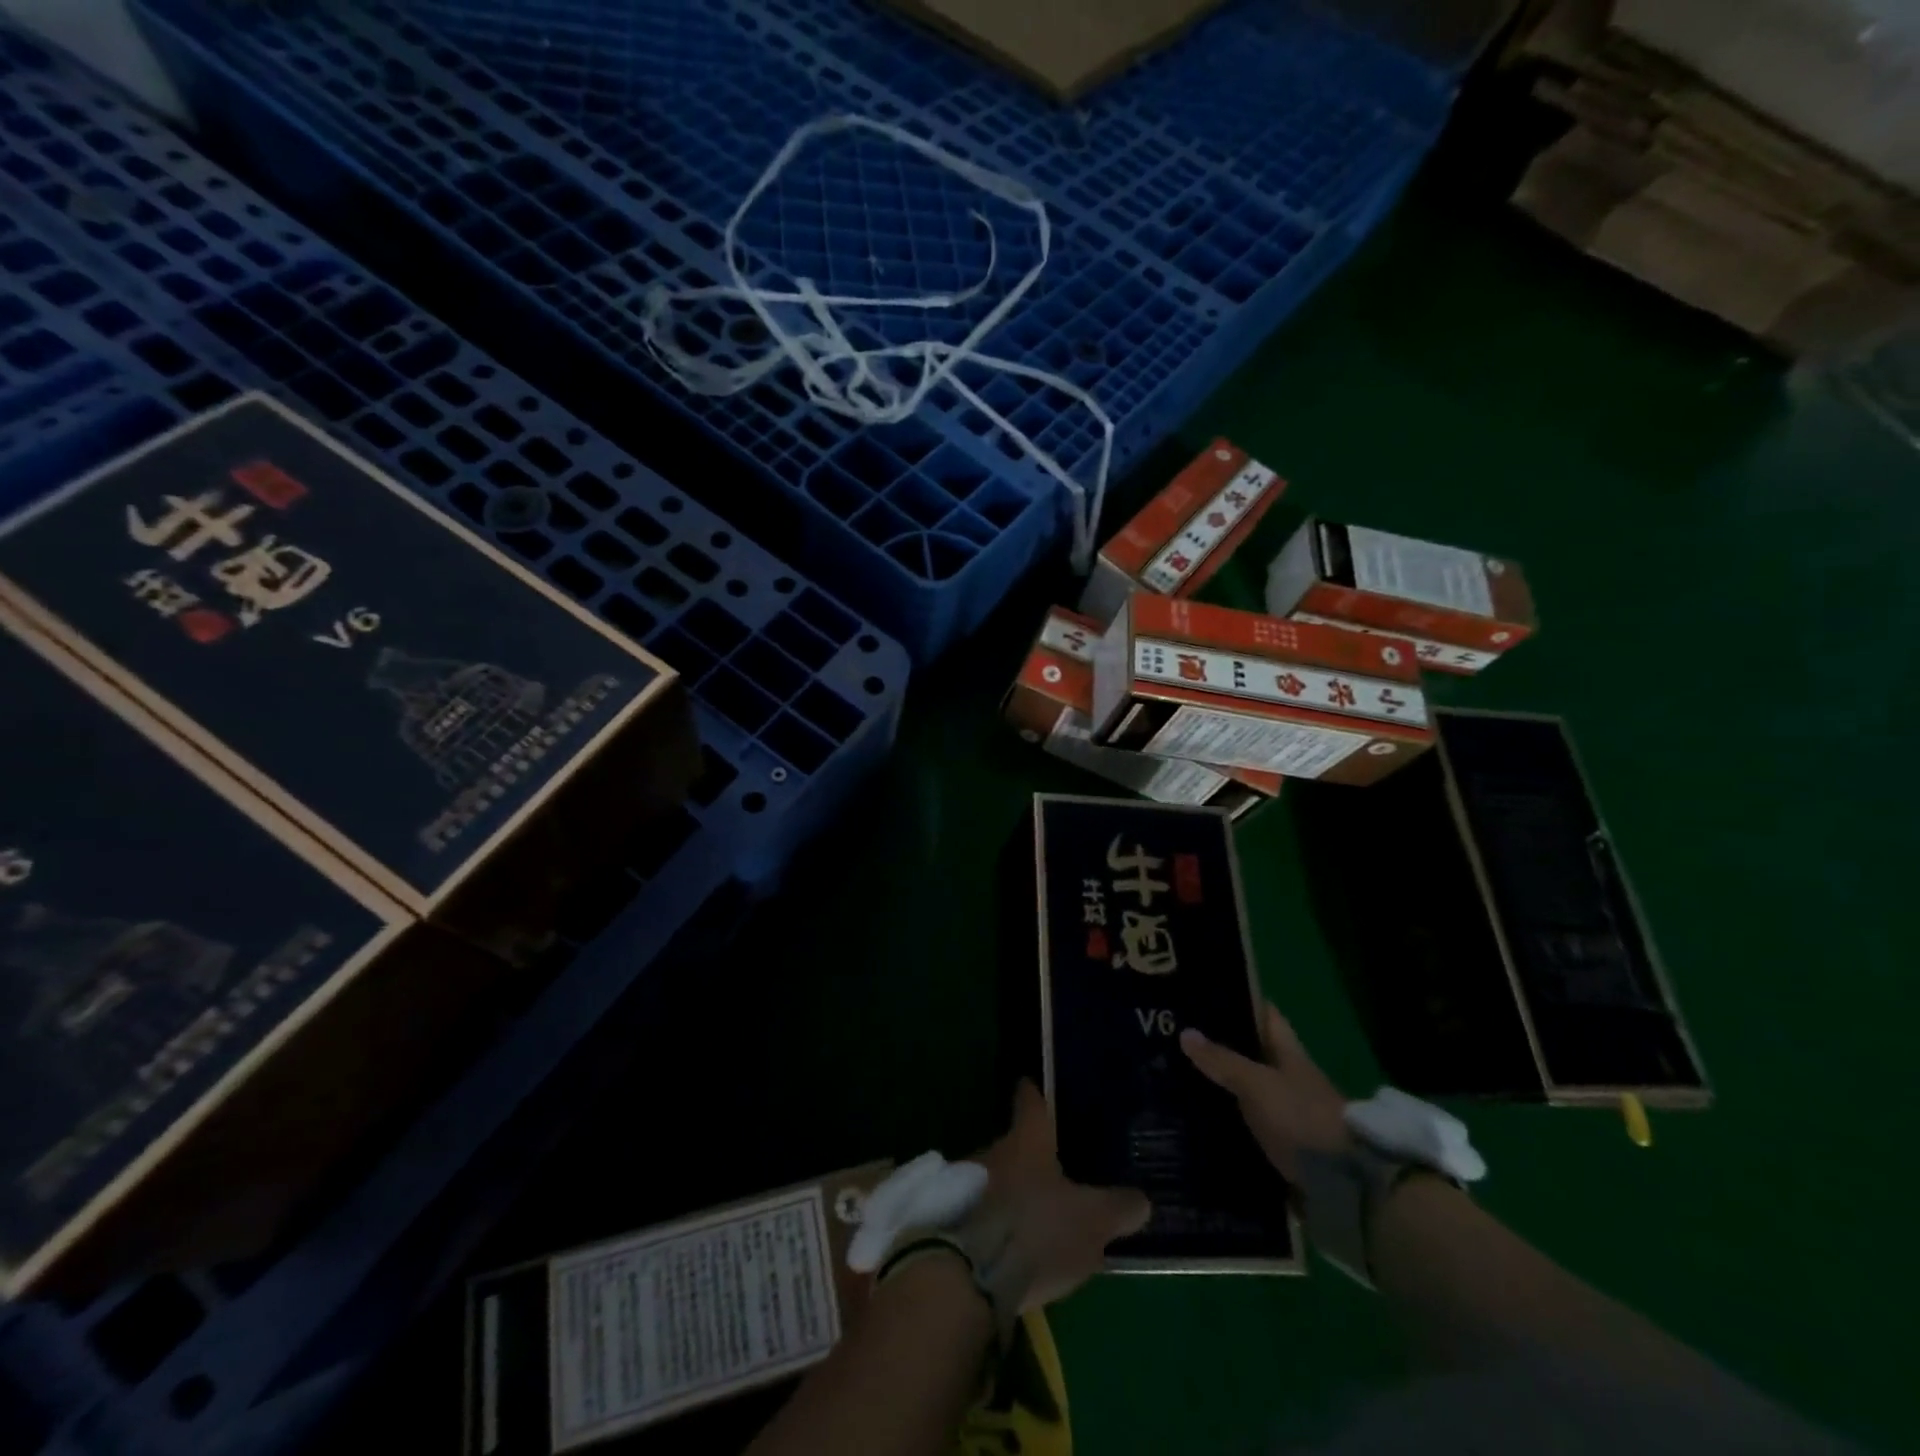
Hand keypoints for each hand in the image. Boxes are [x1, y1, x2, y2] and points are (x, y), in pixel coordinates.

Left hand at [975, 1081, 1150, 1311]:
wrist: (967, 1274)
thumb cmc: (1036, 1230)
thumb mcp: (1091, 1222)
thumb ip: (1118, 1209)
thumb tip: (1141, 1200)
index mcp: (1027, 1140)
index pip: (1031, 1104)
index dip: (1035, 1095)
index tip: (1033, 1086)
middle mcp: (993, 1150)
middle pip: (1014, 1145)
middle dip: (1030, 1159)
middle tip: (1052, 1173)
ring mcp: (967, 1183)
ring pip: (996, 1179)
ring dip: (1011, 1193)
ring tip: (1033, 1217)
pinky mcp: (952, 1220)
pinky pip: (980, 1211)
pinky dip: (996, 1222)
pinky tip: (1010, 1246)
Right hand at [1180, 1003, 1349, 1183]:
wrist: (1342, 1184)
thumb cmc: (1301, 1117)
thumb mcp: (1257, 1084)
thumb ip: (1222, 1060)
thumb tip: (1185, 1033)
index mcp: (1288, 1052)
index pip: (1263, 1014)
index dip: (1237, 1000)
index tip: (1201, 994)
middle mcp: (1287, 1076)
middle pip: (1249, 1051)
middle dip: (1216, 1045)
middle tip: (1174, 1036)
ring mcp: (1284, 1111)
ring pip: (1243, 1087)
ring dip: (1216, 1083)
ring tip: (1173, 1073)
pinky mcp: (1278, 1143)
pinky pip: (1243, 1121)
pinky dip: (1222, 1117)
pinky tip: (1193, 1116)